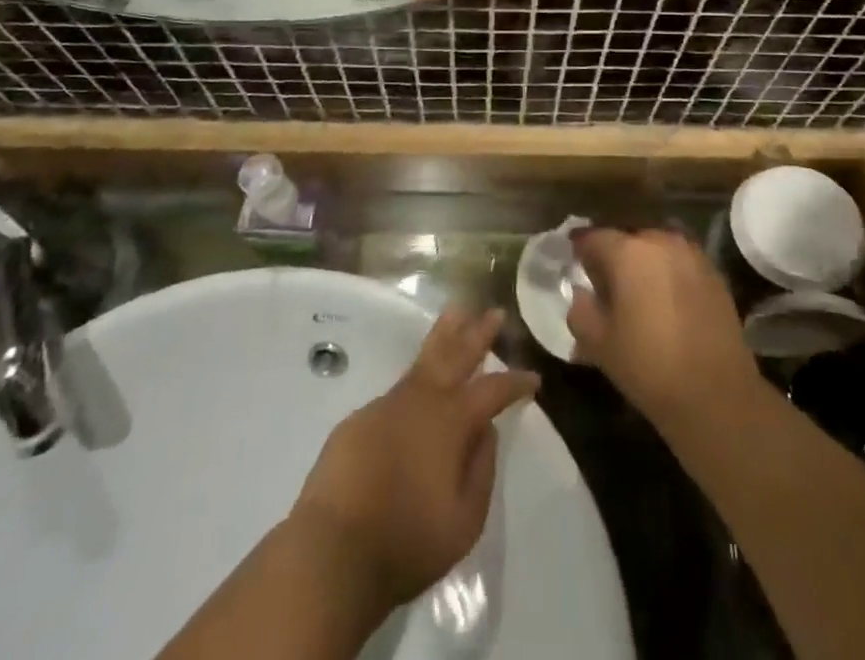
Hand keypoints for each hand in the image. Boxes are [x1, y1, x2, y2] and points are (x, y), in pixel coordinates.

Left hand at [290, 308, 539, 615]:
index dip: (515, 382)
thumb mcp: (464, 521)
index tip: (533, 378)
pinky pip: (395, 393)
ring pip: (423, 360)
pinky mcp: (358, 420)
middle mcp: (421, 400)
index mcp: (452, 421)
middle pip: (456, 353)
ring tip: (456, 313)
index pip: (493, 390)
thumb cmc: (406, 541)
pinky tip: (417, 390)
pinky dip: (413, 381)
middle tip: (494, 312)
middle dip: (478, 332)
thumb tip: (486, 432)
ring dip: (443, 336)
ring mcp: (387, 405)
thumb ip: (482, 470)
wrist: (331, 552)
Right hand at [566, 228, 758, 435]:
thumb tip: (582, 292)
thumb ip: (580, 309)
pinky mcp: (714, 273)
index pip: (593, 237)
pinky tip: (665, 302)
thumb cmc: (648, 366)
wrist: (716, 395)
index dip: (580, 248)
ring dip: (642, 263)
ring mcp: (691, 254)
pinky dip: (667, 274)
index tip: (573, 262)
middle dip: (613, 255)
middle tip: (603, 282)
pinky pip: (679, 262)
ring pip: (656, 248)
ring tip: (636, 292)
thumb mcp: (598, 343)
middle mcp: (660, 241)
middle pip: (627, 238)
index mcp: (628, 251)